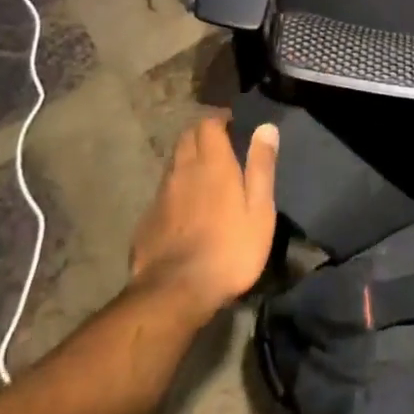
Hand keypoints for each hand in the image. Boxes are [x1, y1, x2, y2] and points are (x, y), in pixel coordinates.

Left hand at [128, 116, 278, 320]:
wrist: (175, 292)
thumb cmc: (229, 248)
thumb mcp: (259, 210)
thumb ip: (261, 166)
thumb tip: (266, 127)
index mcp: (212, 163)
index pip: (208, 123)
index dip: (220, 120)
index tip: (234, 126)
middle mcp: (183, 170)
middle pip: (187, 137)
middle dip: (202, 134)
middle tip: (221, 147)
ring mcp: (161, 194)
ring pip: (174, 162)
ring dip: (188, 159)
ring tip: (205, 176)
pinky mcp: (148, 219)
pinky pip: (163, 190)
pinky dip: (176, 187)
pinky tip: (185, 208)